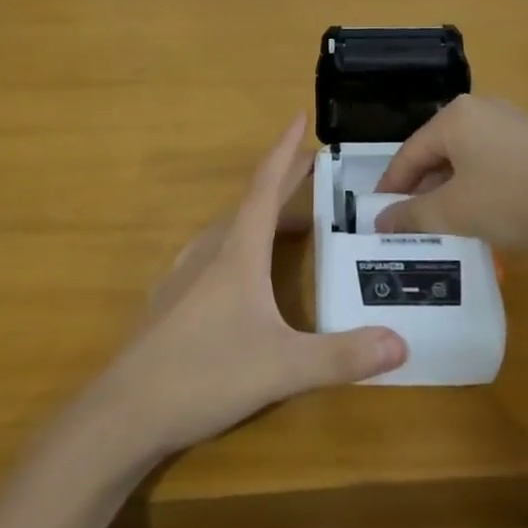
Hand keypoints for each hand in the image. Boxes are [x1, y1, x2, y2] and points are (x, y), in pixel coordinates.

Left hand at [93, 115, 407, 461]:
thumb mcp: (282, 367)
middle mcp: (209, 251)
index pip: (266, 186)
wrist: (124, 411)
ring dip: (262, 218)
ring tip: (290, 227)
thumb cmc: (205, 374)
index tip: (299, 116)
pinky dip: (239, 246)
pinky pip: (212, 255)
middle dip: (283, 184)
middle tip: (313, 172)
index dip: (285, 150)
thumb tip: (402, 343)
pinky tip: (242, 274)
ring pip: (229, 231)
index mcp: (237, 251)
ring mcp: (184, 275)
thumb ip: (342, 356)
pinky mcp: (170, 301)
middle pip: (251, 204)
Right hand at [375, 94, 527, 256]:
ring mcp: (509, 123)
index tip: (378, 218)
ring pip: (462, 159)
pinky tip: (479, 214)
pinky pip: (488, 161)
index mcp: (454, 117)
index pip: (408, 153)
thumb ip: (413, 215)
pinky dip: (475, 186)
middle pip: (435, 153)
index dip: (391, 187)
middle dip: (420, 190)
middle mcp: (479, 110)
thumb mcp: (457, 212)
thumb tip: (381, 220)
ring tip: (441, 226)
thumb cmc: (519, 200)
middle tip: (408, 226)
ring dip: (448, 191)